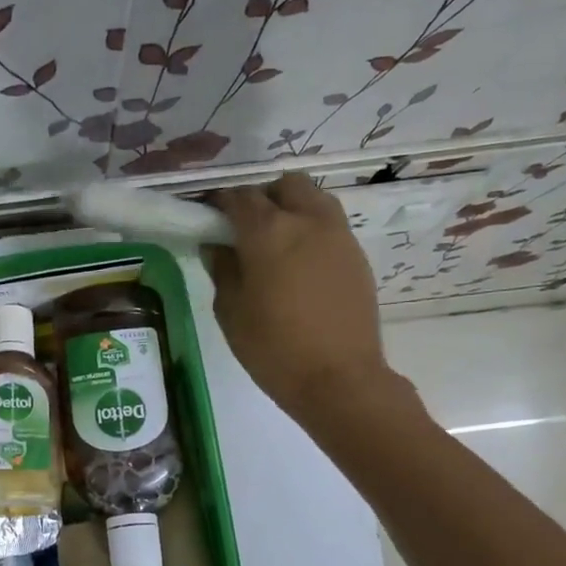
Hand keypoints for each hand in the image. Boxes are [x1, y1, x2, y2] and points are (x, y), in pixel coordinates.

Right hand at [208, 173, 409, 426]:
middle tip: (245, 228)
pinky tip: (300, 265)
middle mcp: (307, 220)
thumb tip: (217, 245)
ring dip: (291, 209)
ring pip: (313, 199)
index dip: (220, 202)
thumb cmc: (274, 349)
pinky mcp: (357, 255)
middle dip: (262, 198)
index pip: (239, 198)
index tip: (208, 216)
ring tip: (276, 244)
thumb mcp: (231, 312)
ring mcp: (338, 235)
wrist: (339, 379)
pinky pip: (330, 225)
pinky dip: (311, 230)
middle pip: (283, 186)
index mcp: (269, 232)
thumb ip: (222, 270)